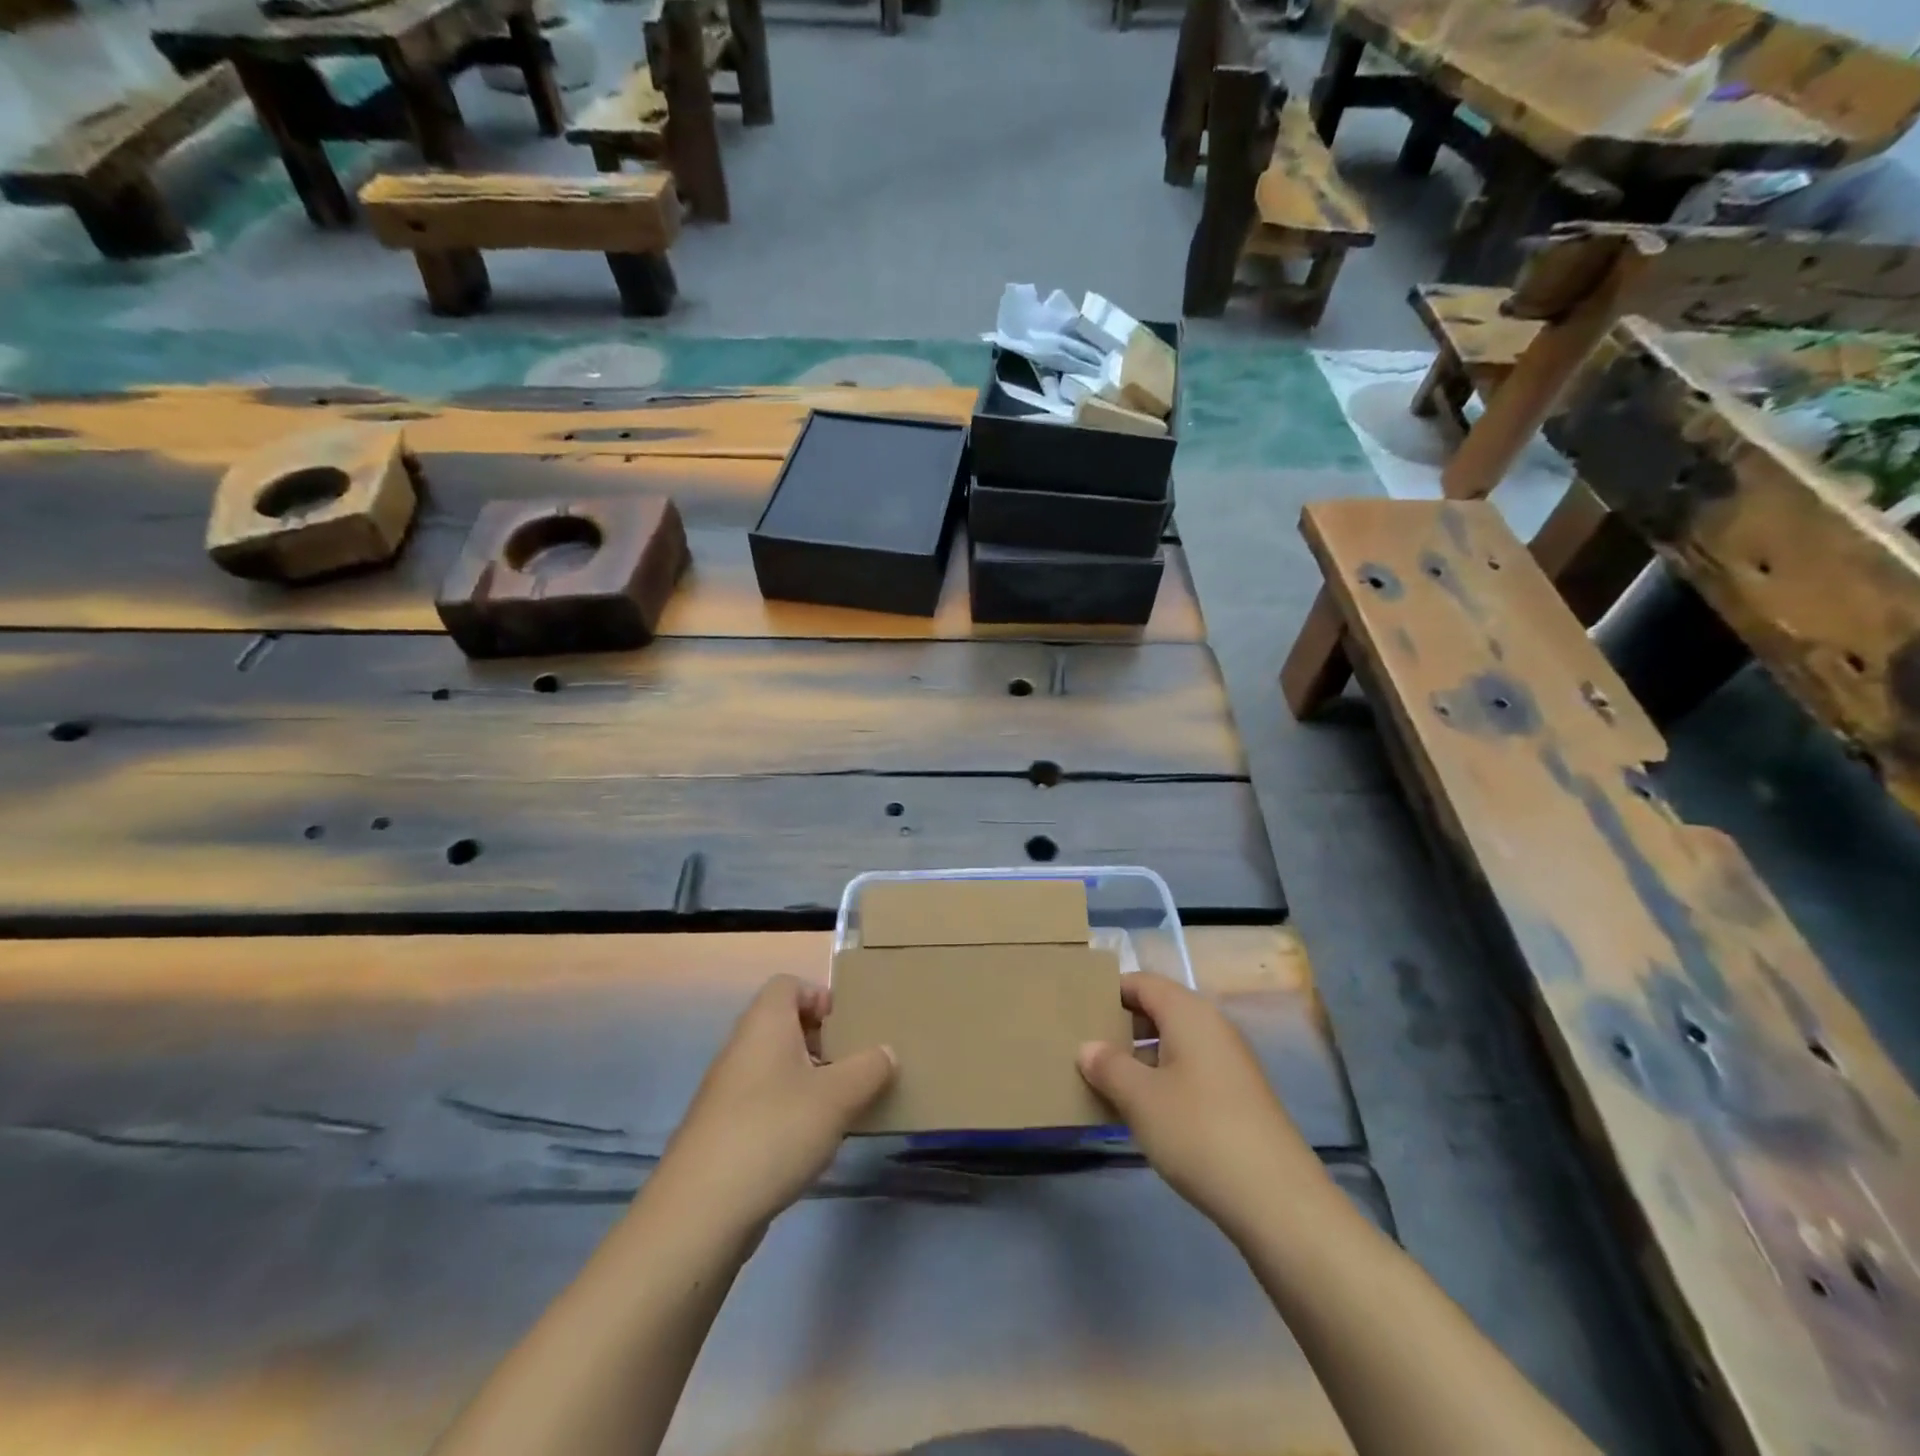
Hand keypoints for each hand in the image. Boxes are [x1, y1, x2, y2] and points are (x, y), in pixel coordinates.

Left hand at [649, 975, 894, 1235]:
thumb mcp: (838, 1097)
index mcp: (765, 1024)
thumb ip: (869, 1068)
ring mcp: (727, 1091)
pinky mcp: (723, 1130)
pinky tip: (811, 1141)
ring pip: (775, 1066)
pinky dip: (790, 1110)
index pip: (788, 984)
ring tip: (841, 1104)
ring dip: (808, 1077)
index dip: (819, 995)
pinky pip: (764, 1101)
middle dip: (822, 1039)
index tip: (849, 1024)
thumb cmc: (774, 1131)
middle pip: (783, 1024)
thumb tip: (886, 1052)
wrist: (700, 1212)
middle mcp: (742, 1047)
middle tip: (854, 1063)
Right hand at [1078, 973, 1323, 1239]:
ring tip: (1104, 1081)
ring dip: (1140, 1058)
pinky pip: (1189, 1071)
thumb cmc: (1198, 1132)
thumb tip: (1088, 1047)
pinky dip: (1162, 1081)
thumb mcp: (1140, 1098)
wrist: (1277, 1200)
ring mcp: (1229, 1063)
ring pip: (1174, 1044)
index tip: (1077, 1007)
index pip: (1143, 983)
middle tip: (1084, 1046)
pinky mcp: (1238, 1097)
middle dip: (1122, 1026)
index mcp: (1189, 1013)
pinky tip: (1143, 1112)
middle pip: (1159, 1011)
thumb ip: (1108, 1066)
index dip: (1111, 990)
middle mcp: (1212, 1027)